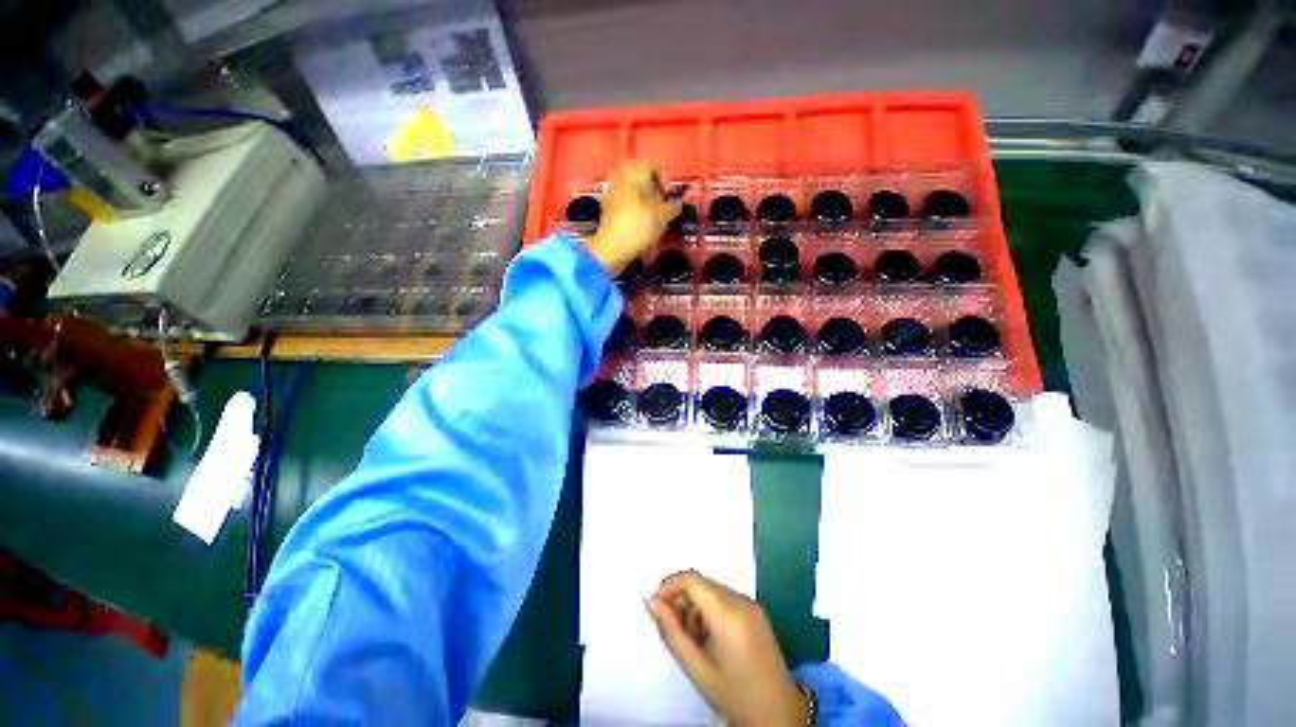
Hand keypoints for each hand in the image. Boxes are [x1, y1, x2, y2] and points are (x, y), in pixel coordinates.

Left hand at [587, 161, 682, 275]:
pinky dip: (633, 208)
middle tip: (661, 204)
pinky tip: (640, 222)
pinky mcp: (606, 208)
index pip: (653, 165)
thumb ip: (672, 207)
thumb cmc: (639, 228)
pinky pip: (624, 201)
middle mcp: (620, 176)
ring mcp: (611, 192)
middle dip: (653, 189)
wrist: (611, 249)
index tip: (670, 196)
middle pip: (641, 177)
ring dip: (643, 199)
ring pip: (631, 189)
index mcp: (633, 172)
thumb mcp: (662, 217)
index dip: (665, 180)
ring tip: (652, 215)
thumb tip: (678, 203)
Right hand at [645, 571, 807, 726]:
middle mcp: (741, 600)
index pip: (691, 579)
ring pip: (712, 590)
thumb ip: (670, 631)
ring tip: (694, 639)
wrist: (777, 714)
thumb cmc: (732, 694)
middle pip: (701, 583)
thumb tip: (650, 601)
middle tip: (672, 628)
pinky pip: (725, 598)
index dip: (669, 585)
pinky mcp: (756, 611)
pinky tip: (710, 637)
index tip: (655, 605)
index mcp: (728, 613)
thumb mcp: (696, 667)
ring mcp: (752, 604)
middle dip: (681, 599)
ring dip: (695, 606)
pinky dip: (710, 610)